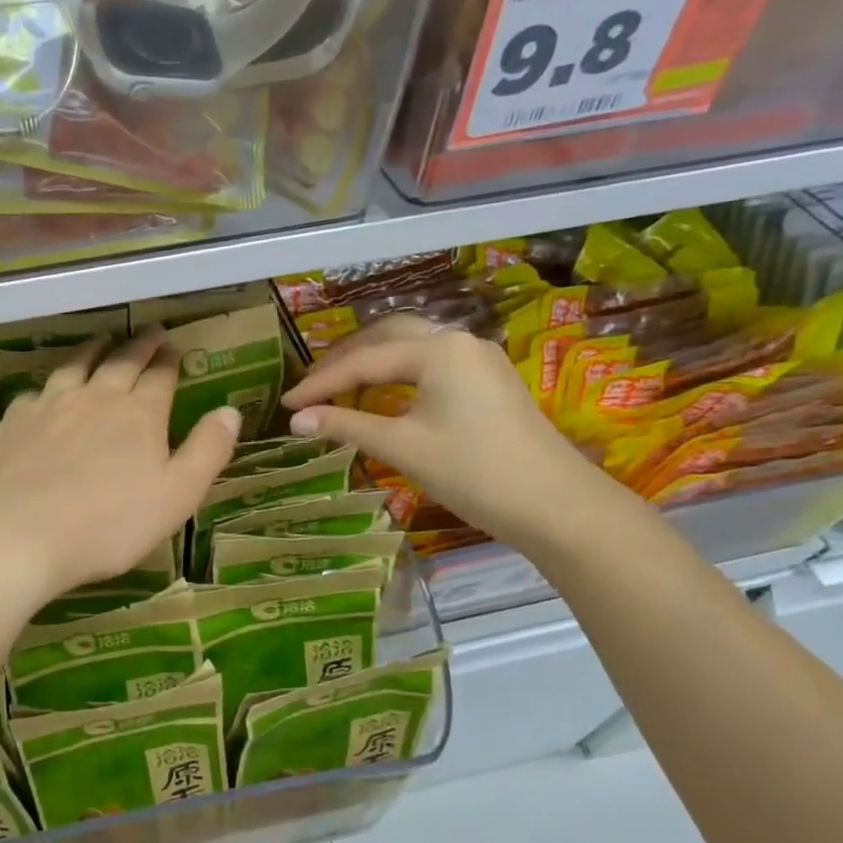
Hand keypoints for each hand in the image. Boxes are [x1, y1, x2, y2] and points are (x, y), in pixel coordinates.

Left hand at [0, 331, 240, 612]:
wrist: (19, 536)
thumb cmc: (109, 524)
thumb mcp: (177, 495)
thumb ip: (207, 450)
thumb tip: (230, 410)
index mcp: (138, 414)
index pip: (160, 375)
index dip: (169, 360)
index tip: (174, 346)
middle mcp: (95, 397)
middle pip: (120, 361)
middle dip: (138, 345)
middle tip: (148, 332)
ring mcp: (49, 406)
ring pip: (75, 366)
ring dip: (92, 351)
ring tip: (101, 342)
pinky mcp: (14, 423)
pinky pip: (35, 393)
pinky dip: (48, 387)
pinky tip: (46, 393)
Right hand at [281, 315, 617, 550]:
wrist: (555, 505)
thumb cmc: (473, 471)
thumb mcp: (402, 447)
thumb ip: (347, 425)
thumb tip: (296, 421)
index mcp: (437, 349)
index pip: (364, 360)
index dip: (320, 383)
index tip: (287, 404)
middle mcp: (458, 341)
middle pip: (387, 337)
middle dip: (344, 360)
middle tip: (311, 388)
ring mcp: (478, 359)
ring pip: (411, 347)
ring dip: (371, 362)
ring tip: (338, 388)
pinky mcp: (488, 381)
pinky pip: (431, 363)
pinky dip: (398, 373)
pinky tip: (383, 394)